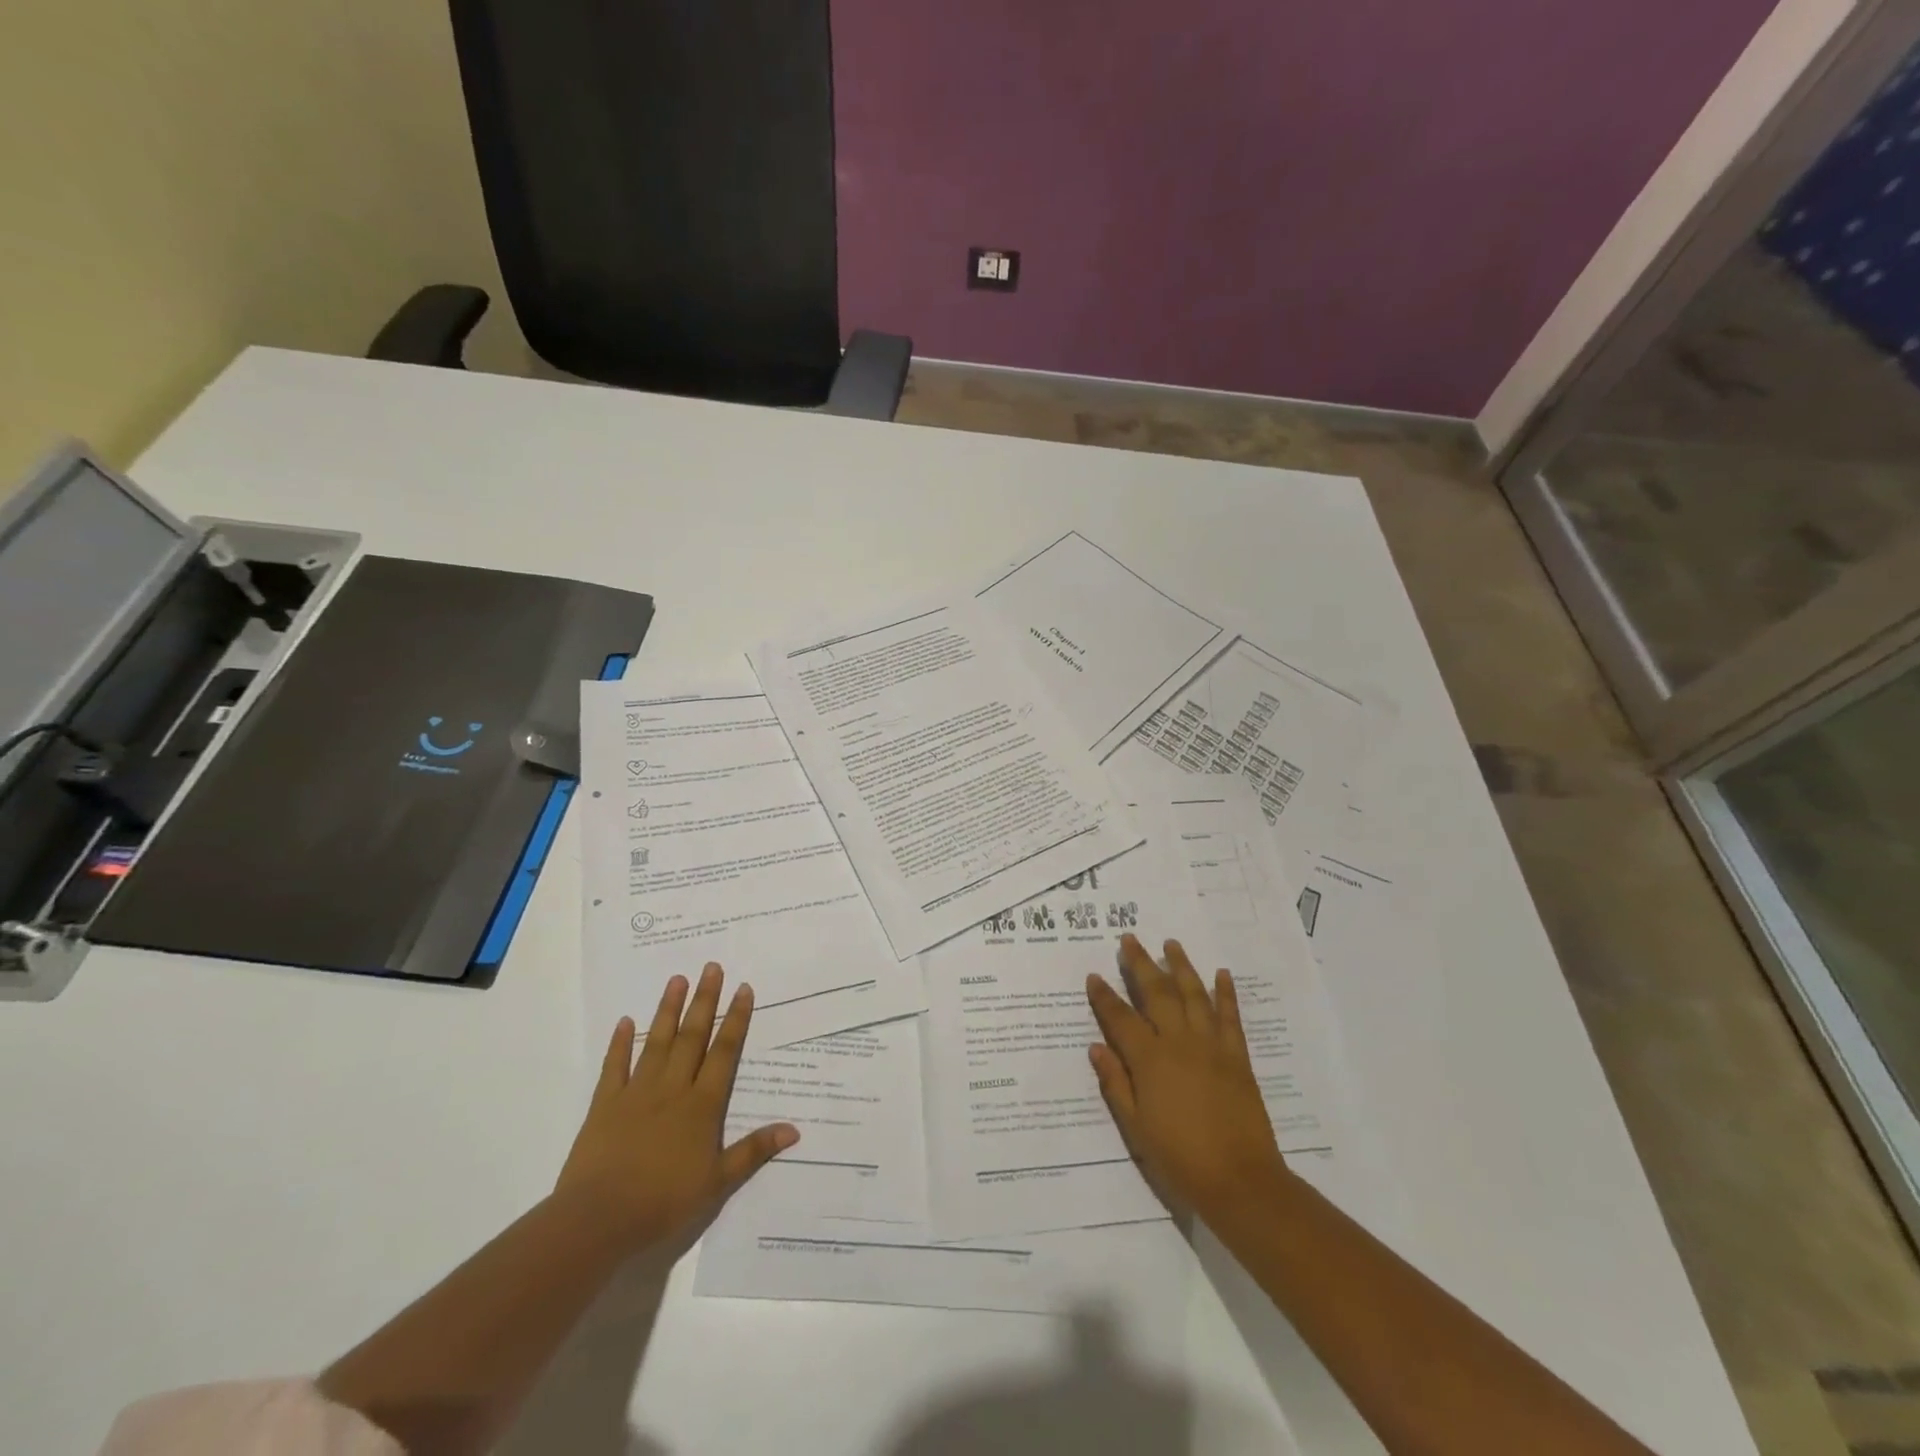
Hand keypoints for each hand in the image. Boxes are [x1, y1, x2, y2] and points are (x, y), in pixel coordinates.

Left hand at [556, 963, 798, 1251]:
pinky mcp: (605, 1105)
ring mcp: (636, 1094)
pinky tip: (624, 1021)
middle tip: (711, 967)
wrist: (598, 1221)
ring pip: (656, 1043)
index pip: (724, 1053)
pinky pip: (614, 1067)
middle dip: (704, 1001)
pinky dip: (619, 1043)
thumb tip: (794, 1130)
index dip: (735, 1020)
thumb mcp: (717, 1184)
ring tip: (677, 979)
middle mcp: (672, 1089)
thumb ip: (753, 1152)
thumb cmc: (663, 1202)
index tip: (743, 988)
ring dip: (668, 1010)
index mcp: (701, 1106)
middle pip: (692, 1037)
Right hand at [1086, 935, 1287, 1218]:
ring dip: (1181, 966)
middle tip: (1129, 939)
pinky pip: (1230, 1016)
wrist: (1240, 1181)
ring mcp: (1211, 1046)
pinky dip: (1226, 993)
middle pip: (1156, 993)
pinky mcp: (1237, 1056)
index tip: (1094, 975)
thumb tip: (1096, 1047)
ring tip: (1171, 943)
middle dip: (1141, 964)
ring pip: (1193, 994)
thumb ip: (1115, 1083)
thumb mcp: (1136, 1127)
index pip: (1120, 1018)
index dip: (1104, 996)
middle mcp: (1179, 1042)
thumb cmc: (1179, 1158)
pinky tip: (1221, 974)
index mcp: (1149, 1060)